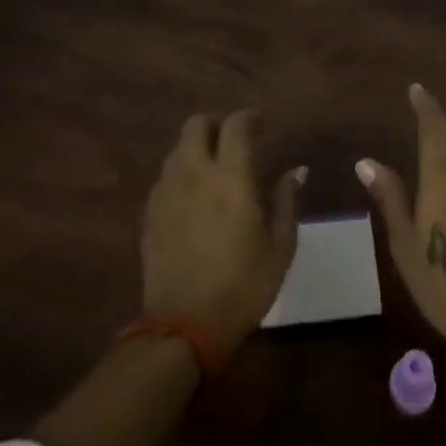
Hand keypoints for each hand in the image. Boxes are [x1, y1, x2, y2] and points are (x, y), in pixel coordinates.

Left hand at [142, 109, 303, 362]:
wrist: (185, 328)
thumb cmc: (243, 286)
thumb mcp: (280, 246)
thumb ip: (287, 200)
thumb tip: (295, 171)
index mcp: (230, 175)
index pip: (236, 124)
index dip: (250, 118)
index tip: (262, 126)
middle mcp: (195, 172)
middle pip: (197, 124)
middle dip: (216, 125)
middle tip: (233, 143)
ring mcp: (167, 192)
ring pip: (177, 149)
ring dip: (196, 149)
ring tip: (213, 170)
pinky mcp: (150, 214)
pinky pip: (165, 178)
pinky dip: (180, 176)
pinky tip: (192, 199)